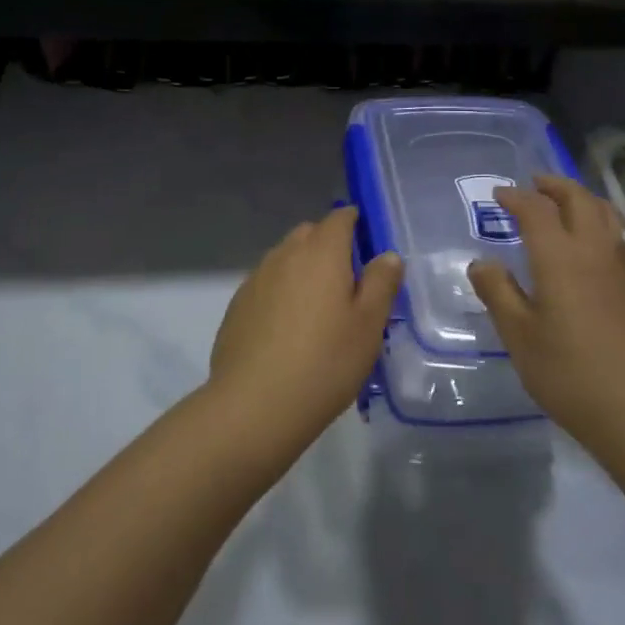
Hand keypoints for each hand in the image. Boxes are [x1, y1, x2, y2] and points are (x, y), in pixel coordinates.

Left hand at [209, 208, 402, 450]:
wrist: (254, 406)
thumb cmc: (324, 362)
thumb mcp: (368, 326)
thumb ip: (381, 283)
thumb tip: (387, 255)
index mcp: (321, 252)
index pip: (340, 218)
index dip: (355, 223)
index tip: (368, 244)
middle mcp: (285, 254)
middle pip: (309, 234)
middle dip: (329, 246)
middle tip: (348, 283)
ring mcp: (256, 279)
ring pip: (285, 258)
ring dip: (303, 270)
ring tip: (318, 310)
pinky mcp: (238, 305)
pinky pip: (267, 284)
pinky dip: (281, 293)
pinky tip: (288, 329)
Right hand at [468, 176, 624, 456]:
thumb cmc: (570, 373)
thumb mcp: (519, 336)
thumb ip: (498, 293)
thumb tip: (480, 262)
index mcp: (560, 256)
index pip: (536, 210)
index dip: (516, 197)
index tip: (498, 194)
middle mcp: (594, 250)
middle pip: (578, 199)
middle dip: (554, 186)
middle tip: (534, 184)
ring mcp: (622, 267)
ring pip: (606, 213)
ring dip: (582, 198)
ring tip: (564, 203)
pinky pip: (619, 234)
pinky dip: (601, 220)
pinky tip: (593, 241)